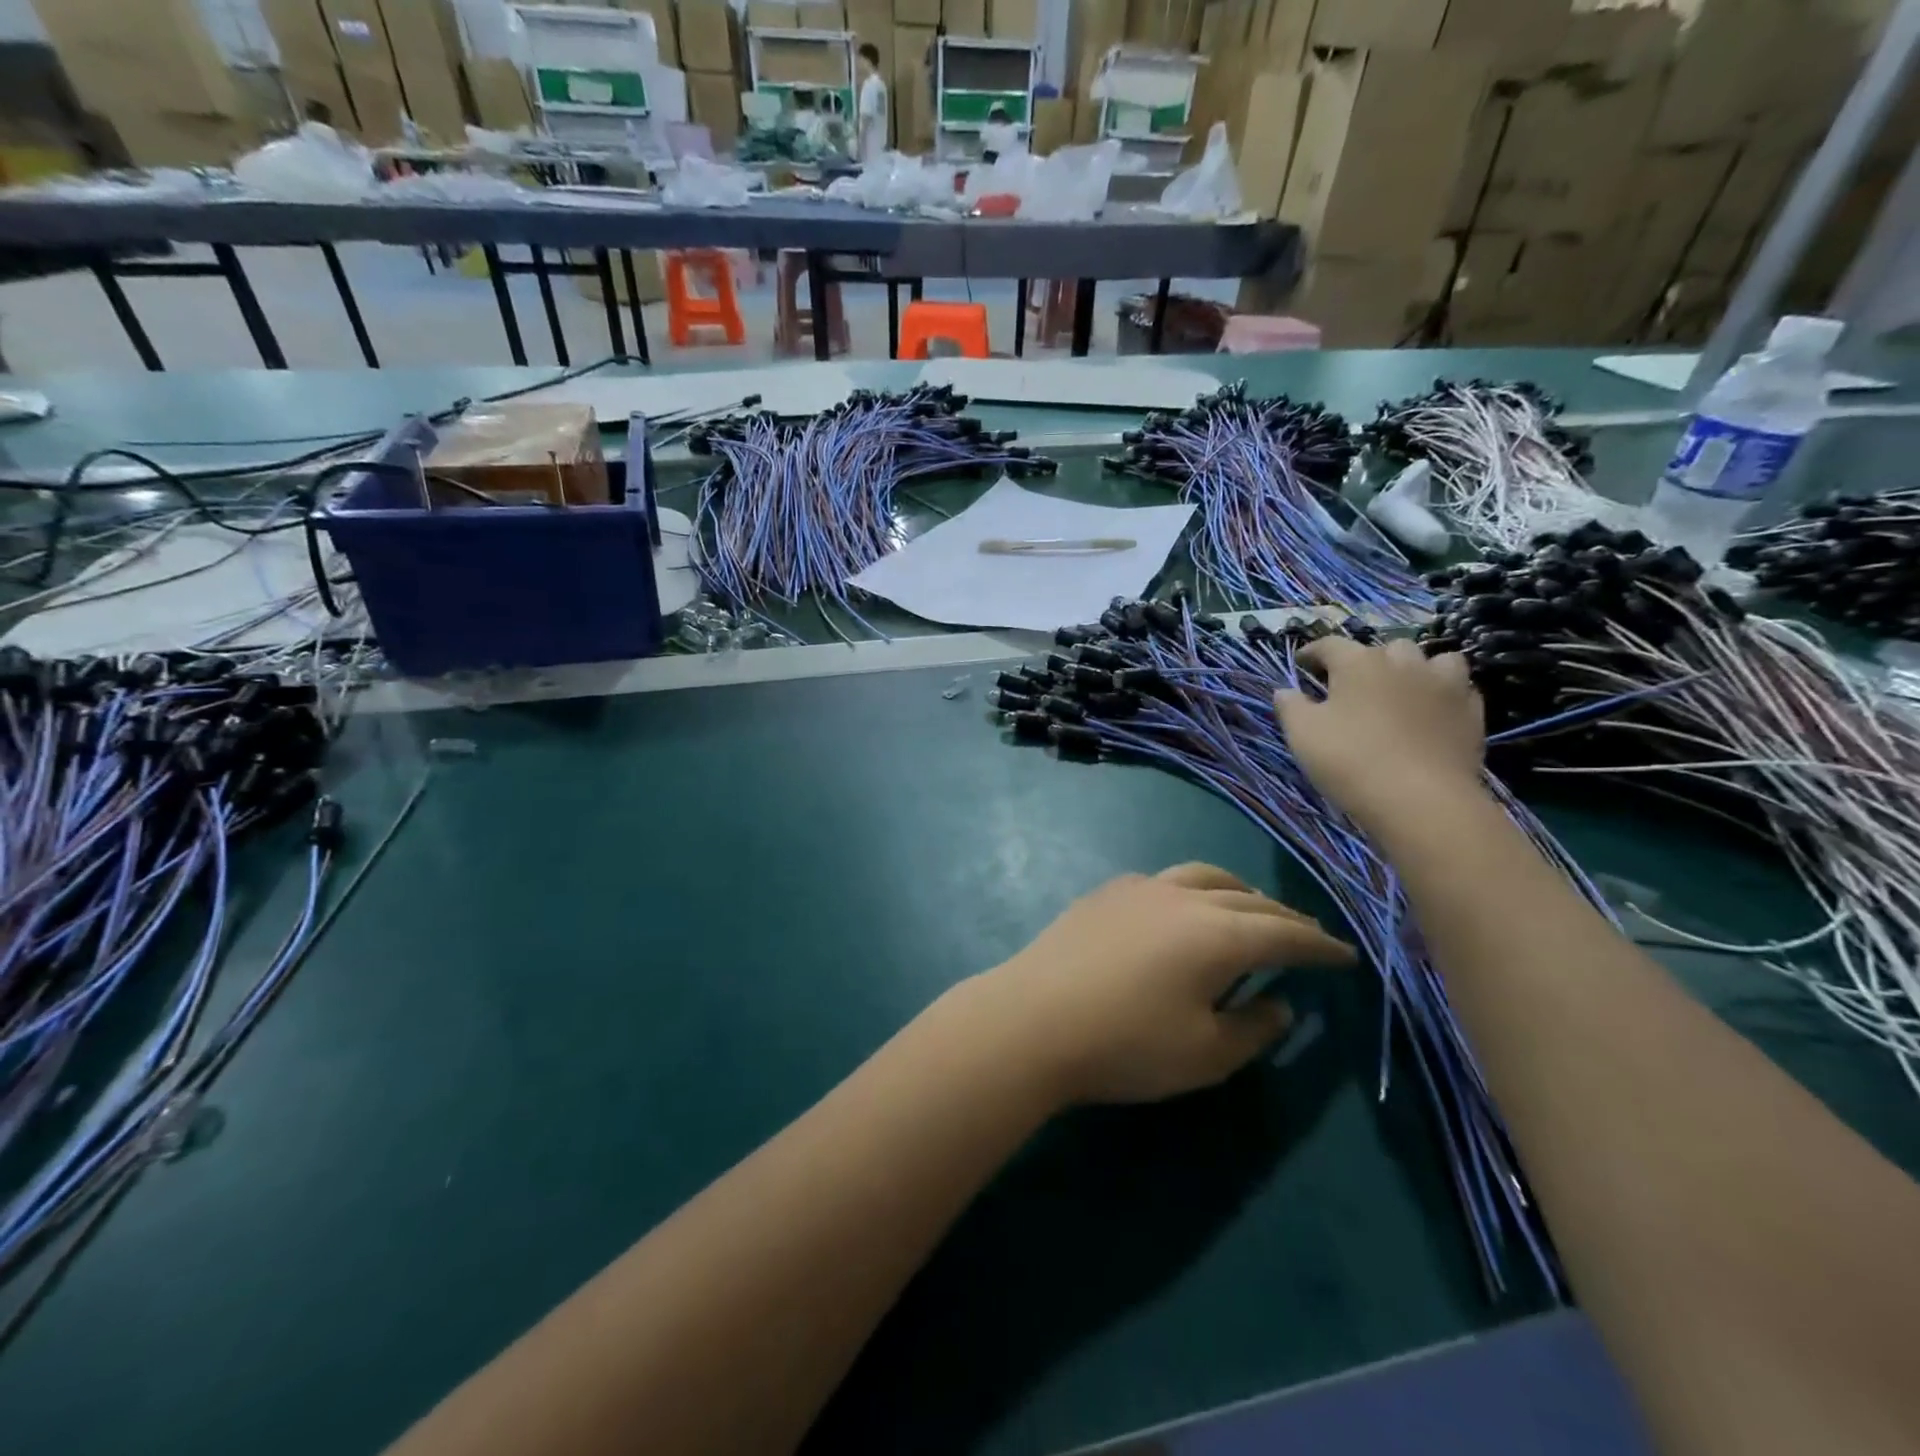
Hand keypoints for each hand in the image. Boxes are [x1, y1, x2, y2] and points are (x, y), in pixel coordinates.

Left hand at [970, 863, 1354, 1105]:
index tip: (1345, 956)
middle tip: (1306, 935)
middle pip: (1249, 900)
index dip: (1320, 947)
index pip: (1285, 936)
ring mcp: (1140, 888)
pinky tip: (1183, 908)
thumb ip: (1254, 1028)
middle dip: (1285, 918)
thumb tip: (1281, 1003)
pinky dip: (1192, 889)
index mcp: (1219, 936)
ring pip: (1205, 876)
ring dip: (1239, 893)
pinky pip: (1164, 879)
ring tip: (1253, 910)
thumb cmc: (1126, 1045)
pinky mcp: (1106, 892)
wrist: (1033, 1019)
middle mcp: (1185, 898)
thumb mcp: (1205, 1055)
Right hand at [1273, 638, 1486, 832]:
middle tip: (1353, 684)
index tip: (1302, 664)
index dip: (1313, 652)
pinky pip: (1459, 689)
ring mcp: (1444, 684)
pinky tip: (1433, 711)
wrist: (1420, 799)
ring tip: (1403, 688)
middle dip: (1367, 659)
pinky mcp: (1471, 712)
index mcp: (1359, 663)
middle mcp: (1403, 663)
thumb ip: (1290, 706)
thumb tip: (1284, 691)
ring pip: (1433, 660)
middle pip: (1385, 648)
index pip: (1330, 645)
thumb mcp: (1302, 734)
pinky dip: (1444, 693)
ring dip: (1416, 668)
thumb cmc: (1350, 759)